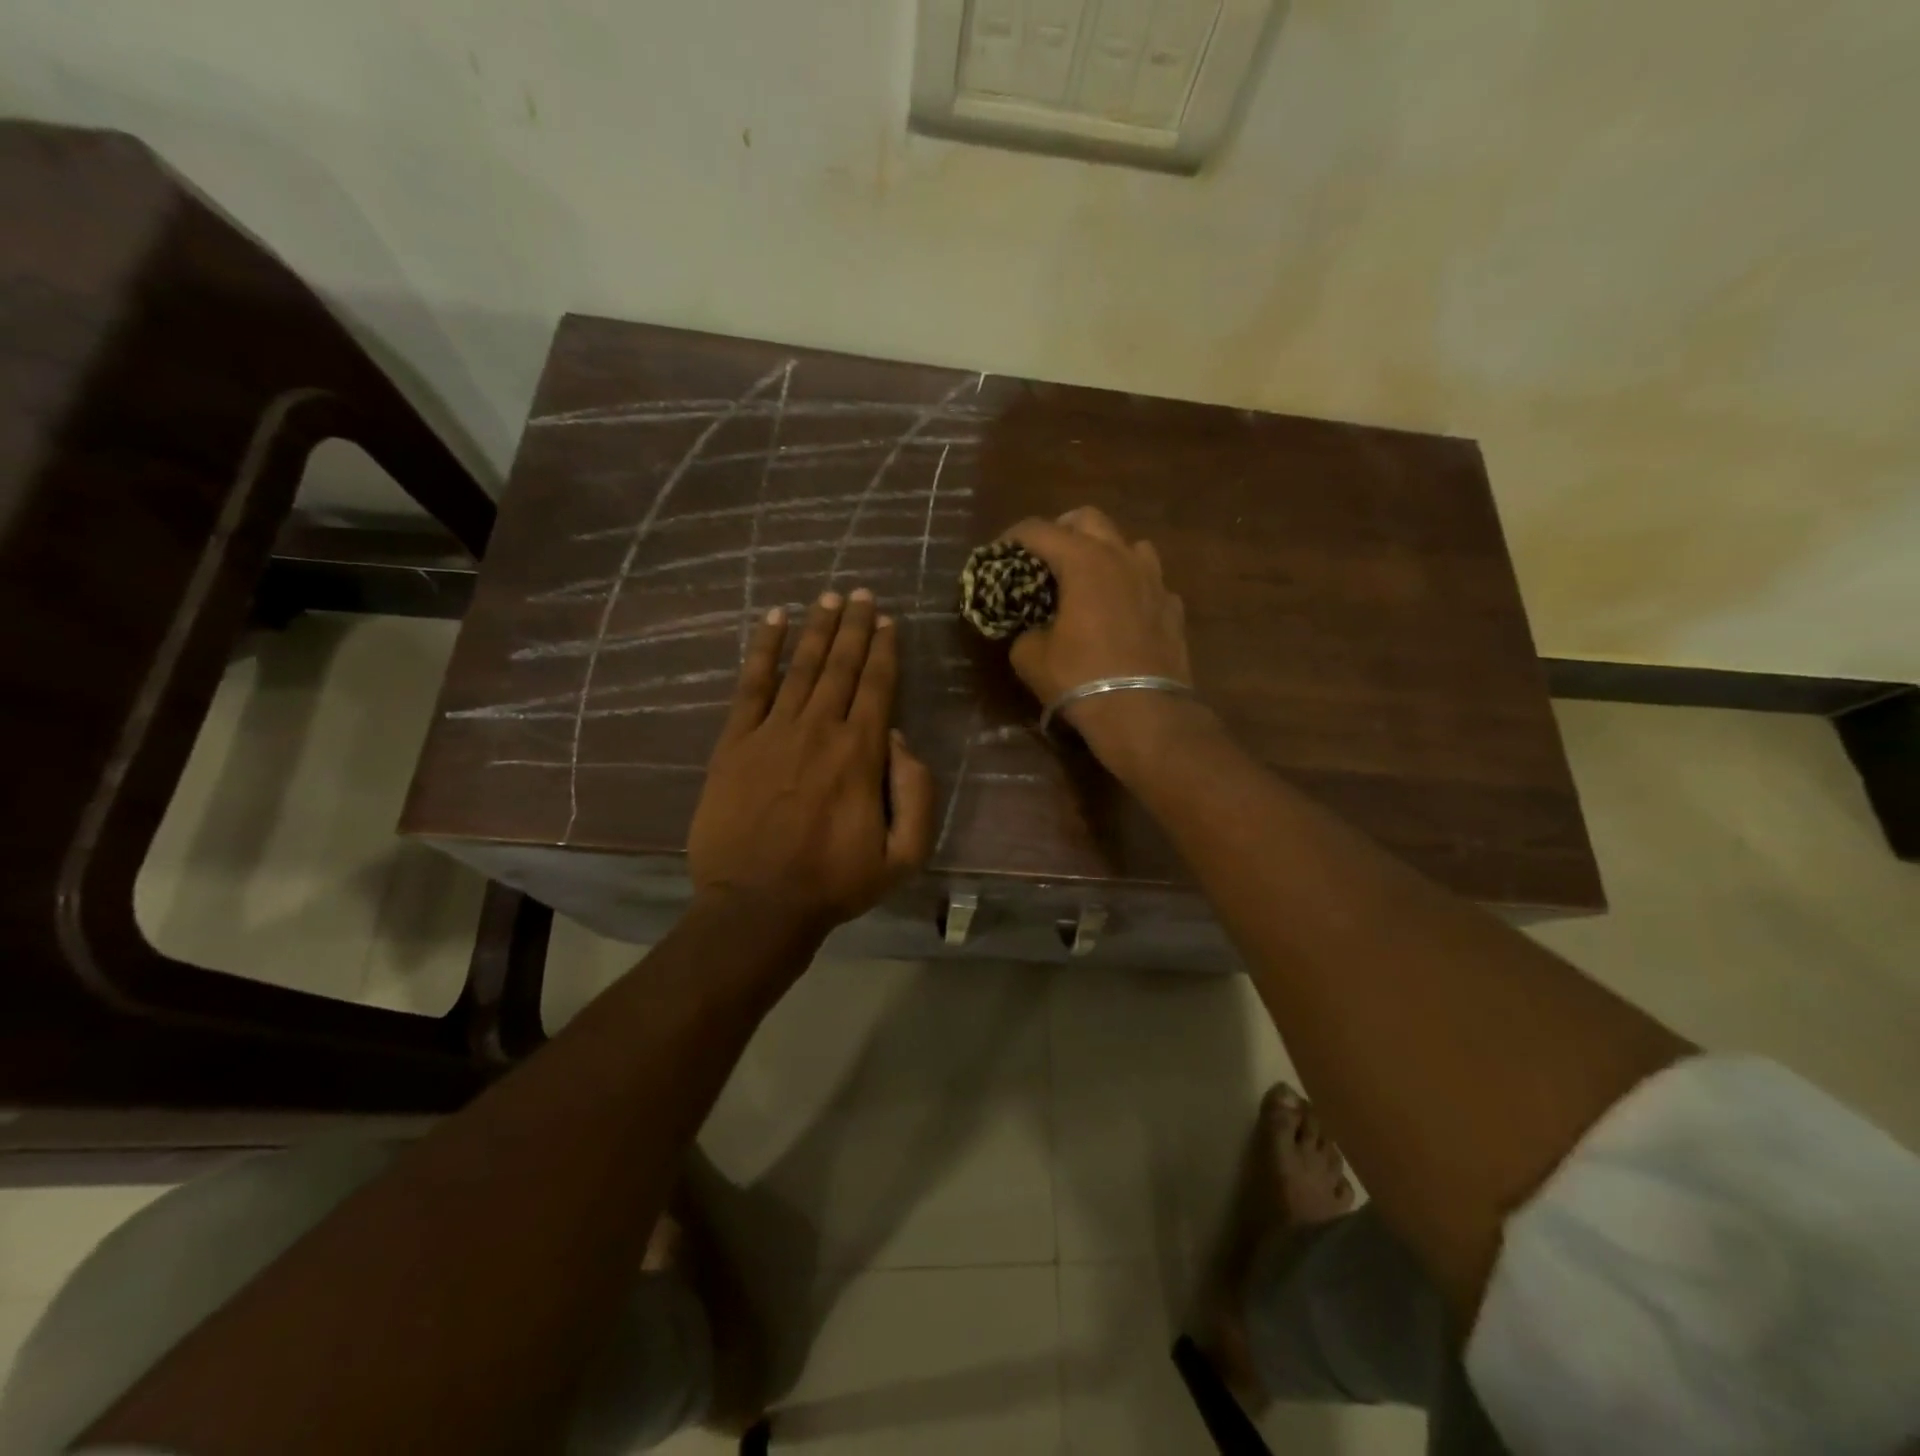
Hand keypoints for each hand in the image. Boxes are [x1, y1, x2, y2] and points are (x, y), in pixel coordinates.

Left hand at [689, 590, 935, 932]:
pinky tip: (774, 620)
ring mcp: (773, 732)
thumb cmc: (834, 883)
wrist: (757, 906)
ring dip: (818, 628)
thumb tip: (900, 739)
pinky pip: (751, 684)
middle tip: (862, 593)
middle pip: (841, 665)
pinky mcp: (735, 742)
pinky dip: (764, 649)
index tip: (888, 620)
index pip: (877, 686)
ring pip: (802, 666)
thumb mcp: (904, 855)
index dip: (884, 649)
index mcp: (861, 753)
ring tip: (829, 596)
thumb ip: (917, 793)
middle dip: (855, 626)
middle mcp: (819, 729)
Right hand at [1003, 507, 1198, 764]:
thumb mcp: (1031, 657)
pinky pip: (1149, 582)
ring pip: (1128, 544)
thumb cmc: (1080, 678)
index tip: (1000, 553)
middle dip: (1061, 529)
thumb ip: (1024, 630)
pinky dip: (1131, 587)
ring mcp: (1154, 580)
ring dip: (1104, 551)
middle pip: (1088, 519)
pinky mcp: (1173, 607)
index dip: (1013, 537)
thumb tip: (1030, 627)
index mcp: (1083, 561)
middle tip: (1045, 555)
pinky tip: (1122, 611)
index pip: (1039, 530)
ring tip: (1089, 578)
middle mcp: (1122, 557)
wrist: (1143, 713)